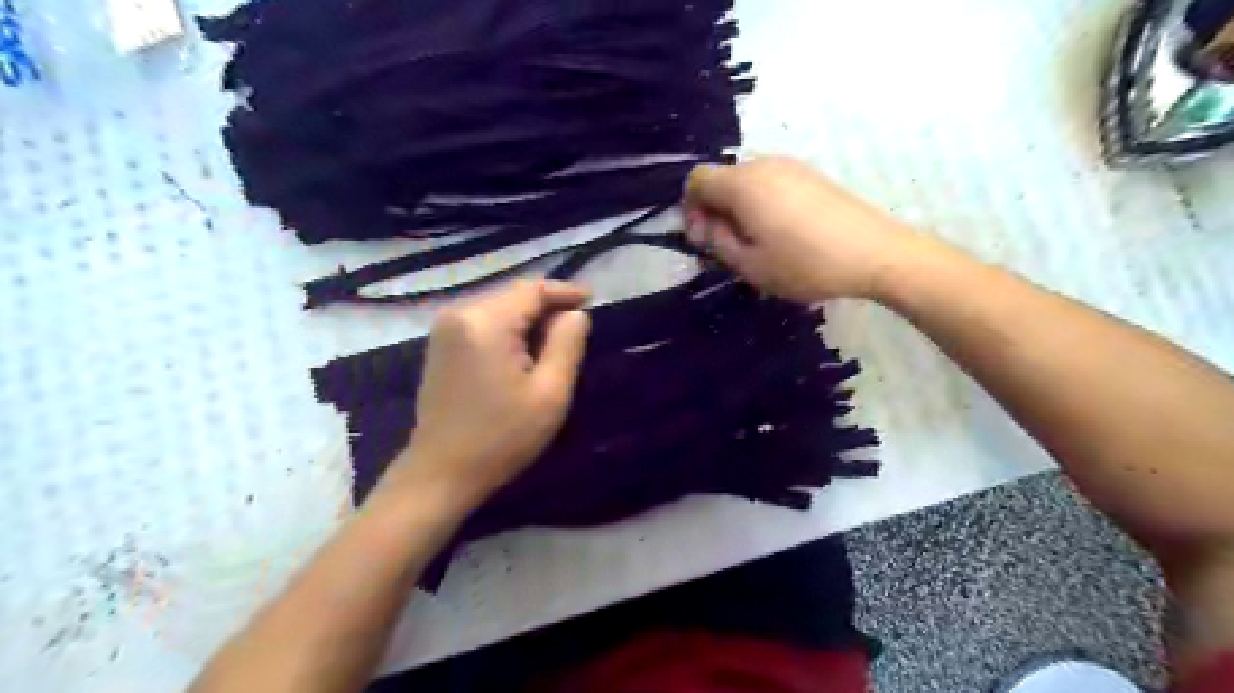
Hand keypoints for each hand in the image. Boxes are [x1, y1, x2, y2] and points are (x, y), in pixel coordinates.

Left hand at [388, 277, 593, 502]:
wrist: (442, 472)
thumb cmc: (501, 437)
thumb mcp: (550, 393)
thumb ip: (567, 344)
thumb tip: (575, 314)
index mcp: (486, 322)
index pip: (533, 290)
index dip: (565, 292)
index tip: (592, 301)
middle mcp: (460, 313)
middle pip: (514, 295)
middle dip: (547, 306)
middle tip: (577, 327)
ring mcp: (445, 328)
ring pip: (499, 306)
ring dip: (528, 318)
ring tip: (555, 340)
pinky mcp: (441, 344)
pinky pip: (483, 321)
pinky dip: (508, 328)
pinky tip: (524, 350)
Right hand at [679, 160, 930, 304]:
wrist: (876, 253)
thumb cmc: (805, 264)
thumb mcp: (750, 265)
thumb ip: (717, 242)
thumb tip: (705, 226)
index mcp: (743, 184)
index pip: (697, 180)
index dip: (690, 209)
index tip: (703, 239)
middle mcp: (764, 165)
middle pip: (722, 179)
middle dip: (715, 211)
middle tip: (728, 248)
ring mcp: (792, 166)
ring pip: (747, 182)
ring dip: (739, 209)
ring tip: (756, 244)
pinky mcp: (812, 175)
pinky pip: (771, 184)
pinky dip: (762, 204)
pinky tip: (781, 233)